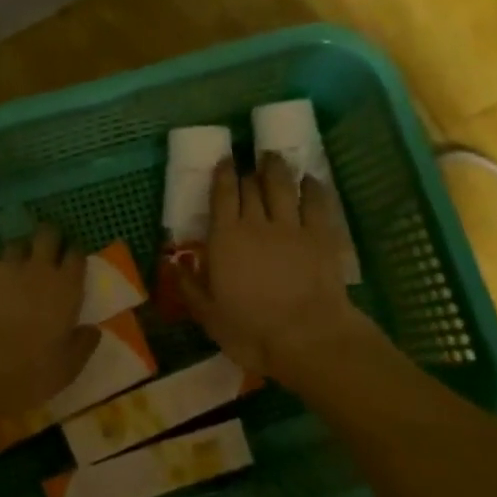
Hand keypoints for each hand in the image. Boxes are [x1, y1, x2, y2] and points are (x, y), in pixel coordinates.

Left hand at [0, 223, 99, 416]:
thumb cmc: (27, 374)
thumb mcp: (66, 369)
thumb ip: (82, 345)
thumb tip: (93, 330)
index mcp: (66, 289)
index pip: (76, 255)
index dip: (73, 256)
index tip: (69, 265)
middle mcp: (38, 268)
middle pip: (47, 235)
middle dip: (47, 239)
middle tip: (43, 255)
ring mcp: (4, 265)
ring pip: (15, 243)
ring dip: (17, 254)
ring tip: (10, 271)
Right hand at [172, 154, 370, 378]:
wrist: (307, 338)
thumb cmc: (251, 331)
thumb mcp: (209, 316)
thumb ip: (190, 288)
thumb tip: (174, 265)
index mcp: (225, 238)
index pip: (222, 195)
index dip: (222, 174)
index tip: (224, 161)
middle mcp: (257, 223)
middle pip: (251, 186)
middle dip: (248, 173)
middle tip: (247, 166)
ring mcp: (292, 226)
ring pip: (282, 185)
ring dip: (276, 168)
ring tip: (273, 158)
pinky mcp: (322, 235)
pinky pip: (316, 201)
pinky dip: (312, 186)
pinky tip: (310, 179)